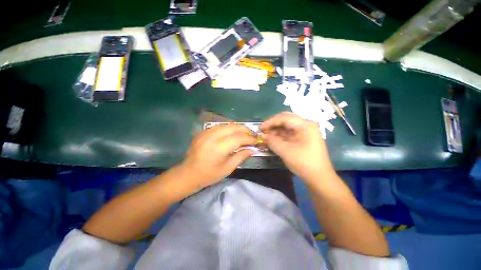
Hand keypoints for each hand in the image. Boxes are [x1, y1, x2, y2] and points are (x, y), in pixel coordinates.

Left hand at [178, 124, 256, 188]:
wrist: (188, 173)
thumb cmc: (209, 175)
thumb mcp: (227, 169)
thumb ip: (241, 156)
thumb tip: (252, 149)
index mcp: (218, 148)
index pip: (238, 138)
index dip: (249, 138)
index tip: (257, 140)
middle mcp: (212, 136)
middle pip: (233, 127)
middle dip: (245, 130)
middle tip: (252, 135)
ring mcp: (206, 132)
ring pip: (227, 124)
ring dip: (238, 128)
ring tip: (245, 133)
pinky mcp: (203, 132)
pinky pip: (220, 126)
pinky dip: (229, 128)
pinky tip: (233, 133)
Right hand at [260, 112, 334, 181]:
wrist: (319, 178)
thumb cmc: (303, 163)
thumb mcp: (285, 151)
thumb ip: (272, 141)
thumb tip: (262, 136)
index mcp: (305, 125)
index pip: (284, 118)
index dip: (270, 122)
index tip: (260, 128)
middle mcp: (306, 125)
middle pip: (286, 119)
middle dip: (273, 124)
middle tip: (263, 130)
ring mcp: (306, 132)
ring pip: (287, 126)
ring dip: (276, 130)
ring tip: (266, 136)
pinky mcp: (304, 138)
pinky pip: (290, 133)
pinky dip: (280, 135)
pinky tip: (273, 139)